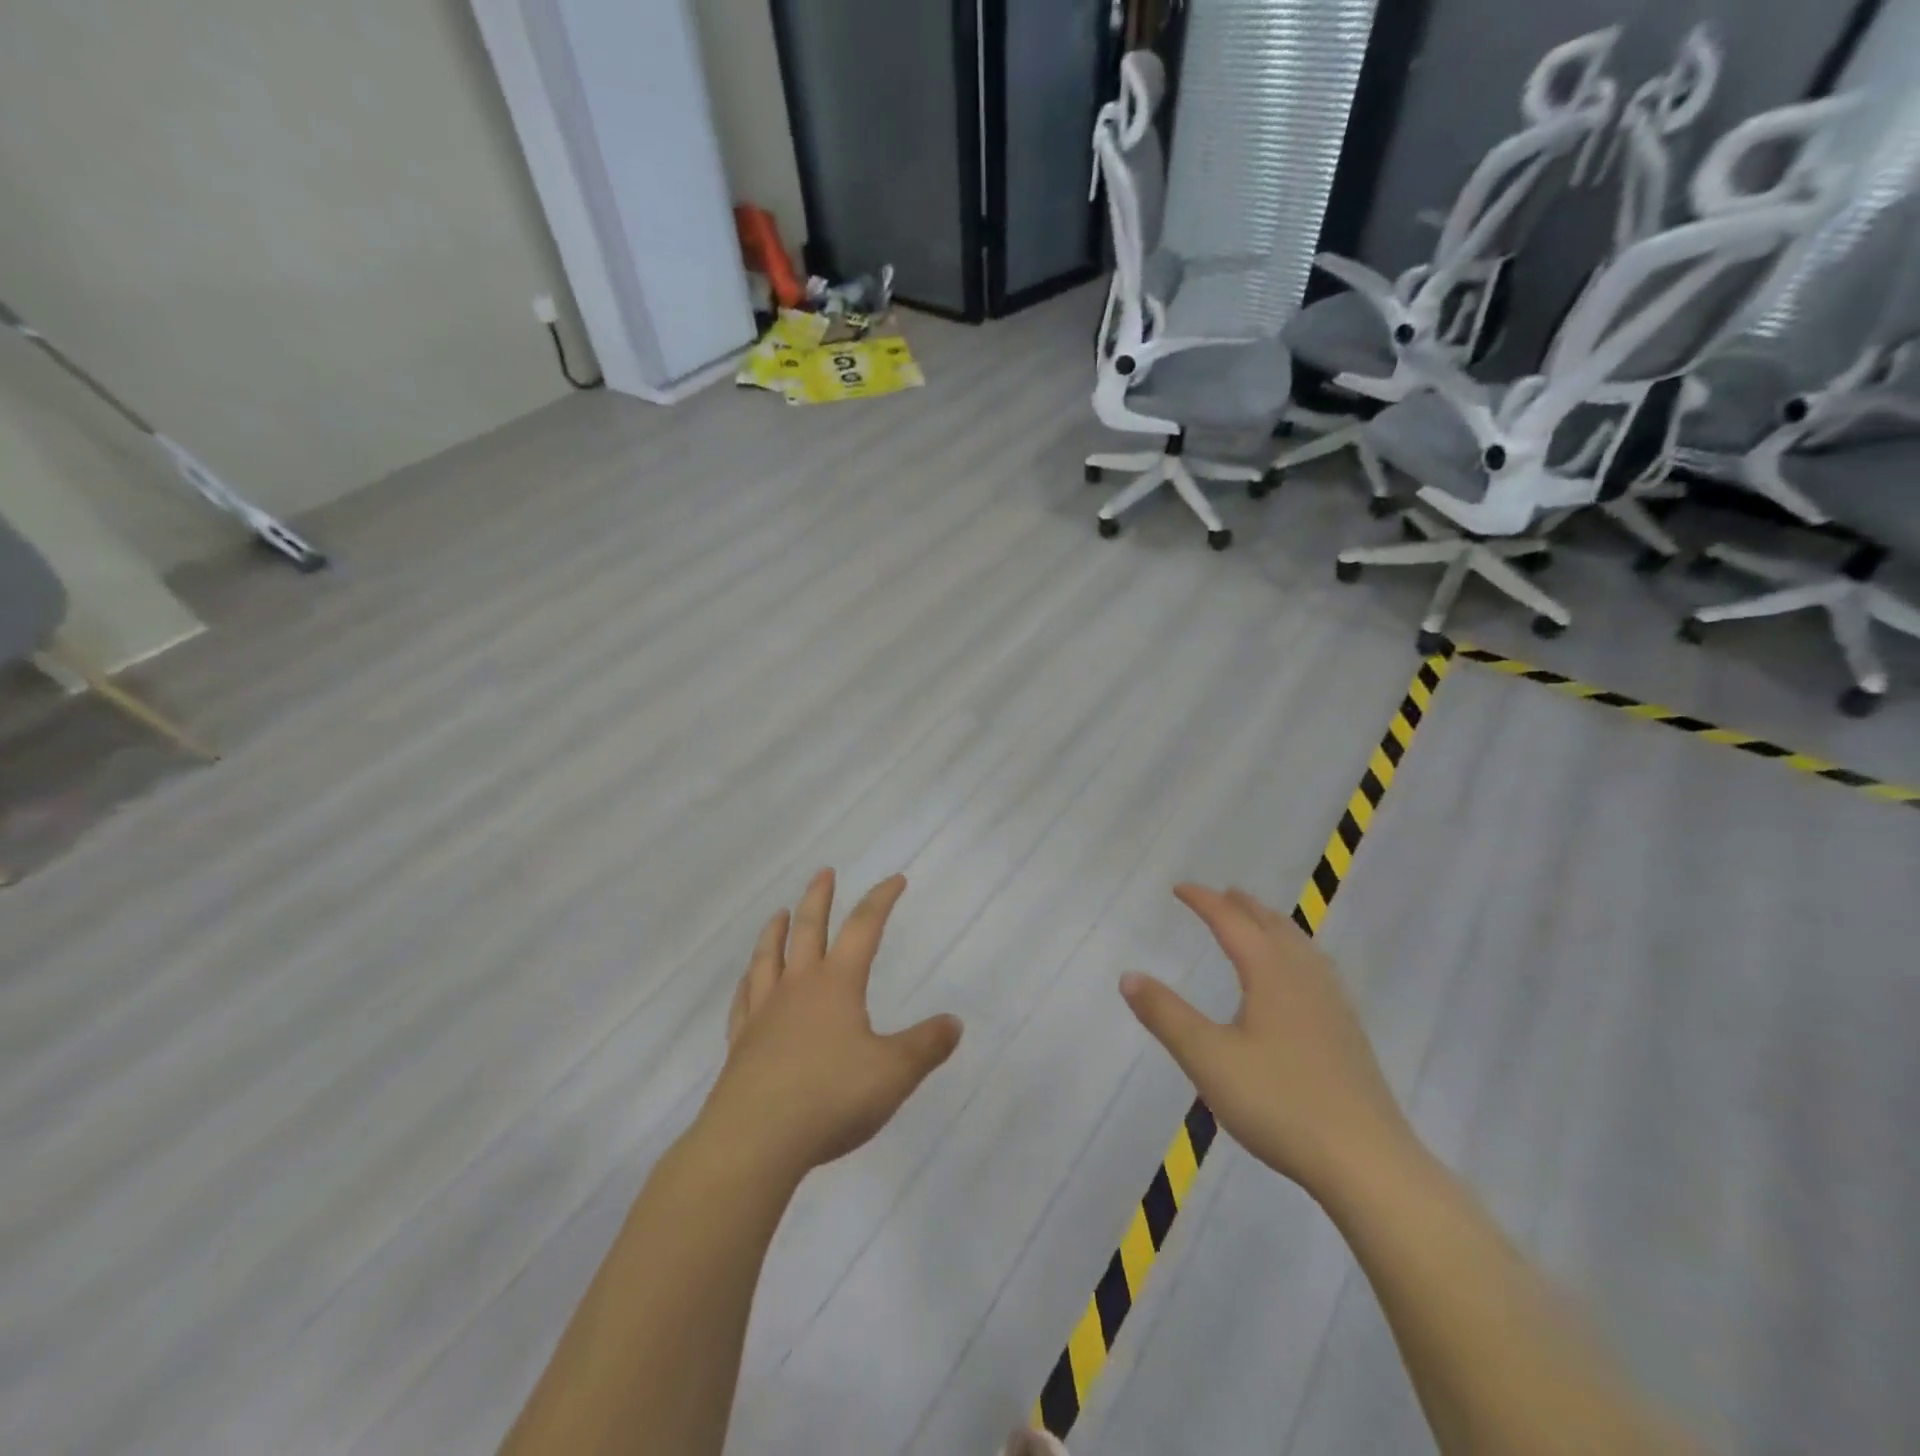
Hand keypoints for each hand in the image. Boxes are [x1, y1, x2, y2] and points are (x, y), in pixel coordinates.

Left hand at [699, 870, 962, 1181]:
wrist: (754, 1140)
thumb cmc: (830, 1098)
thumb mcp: (894, 1073)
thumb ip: (926, 1045)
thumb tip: (955, 1022)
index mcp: (837, 984)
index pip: (864, 928)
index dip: (881, 900)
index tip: (895, 879)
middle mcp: (798, 987)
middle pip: (808, 930)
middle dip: (819, 897)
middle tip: (824, 872)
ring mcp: (764, 1014)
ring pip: (769, 958)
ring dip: (776, 931)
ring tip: (781, 913)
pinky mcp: (741, 1044)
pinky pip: (744, 1001)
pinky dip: (748, 982)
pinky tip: (748, 981)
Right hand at [1120, 884, 1414, 1198]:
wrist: (1367, 1162)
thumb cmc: (1279, 1102)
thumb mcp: (1208, 1058)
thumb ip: (1166, 1015)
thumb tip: (1129, 976)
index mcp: (1270, 973)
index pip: (1232, 922)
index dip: (1204, 901)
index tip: (1179, 888)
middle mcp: (1305, 976)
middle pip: (1272, 926)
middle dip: (1242, 906)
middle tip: (1219, 895)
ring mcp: (1333, 1004)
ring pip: (1300, 946)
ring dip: (1272, 925)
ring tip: (1258, 923)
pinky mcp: (1348, 1032)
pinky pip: (1317, 968)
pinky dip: (1296, 952)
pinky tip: (1298, 978)